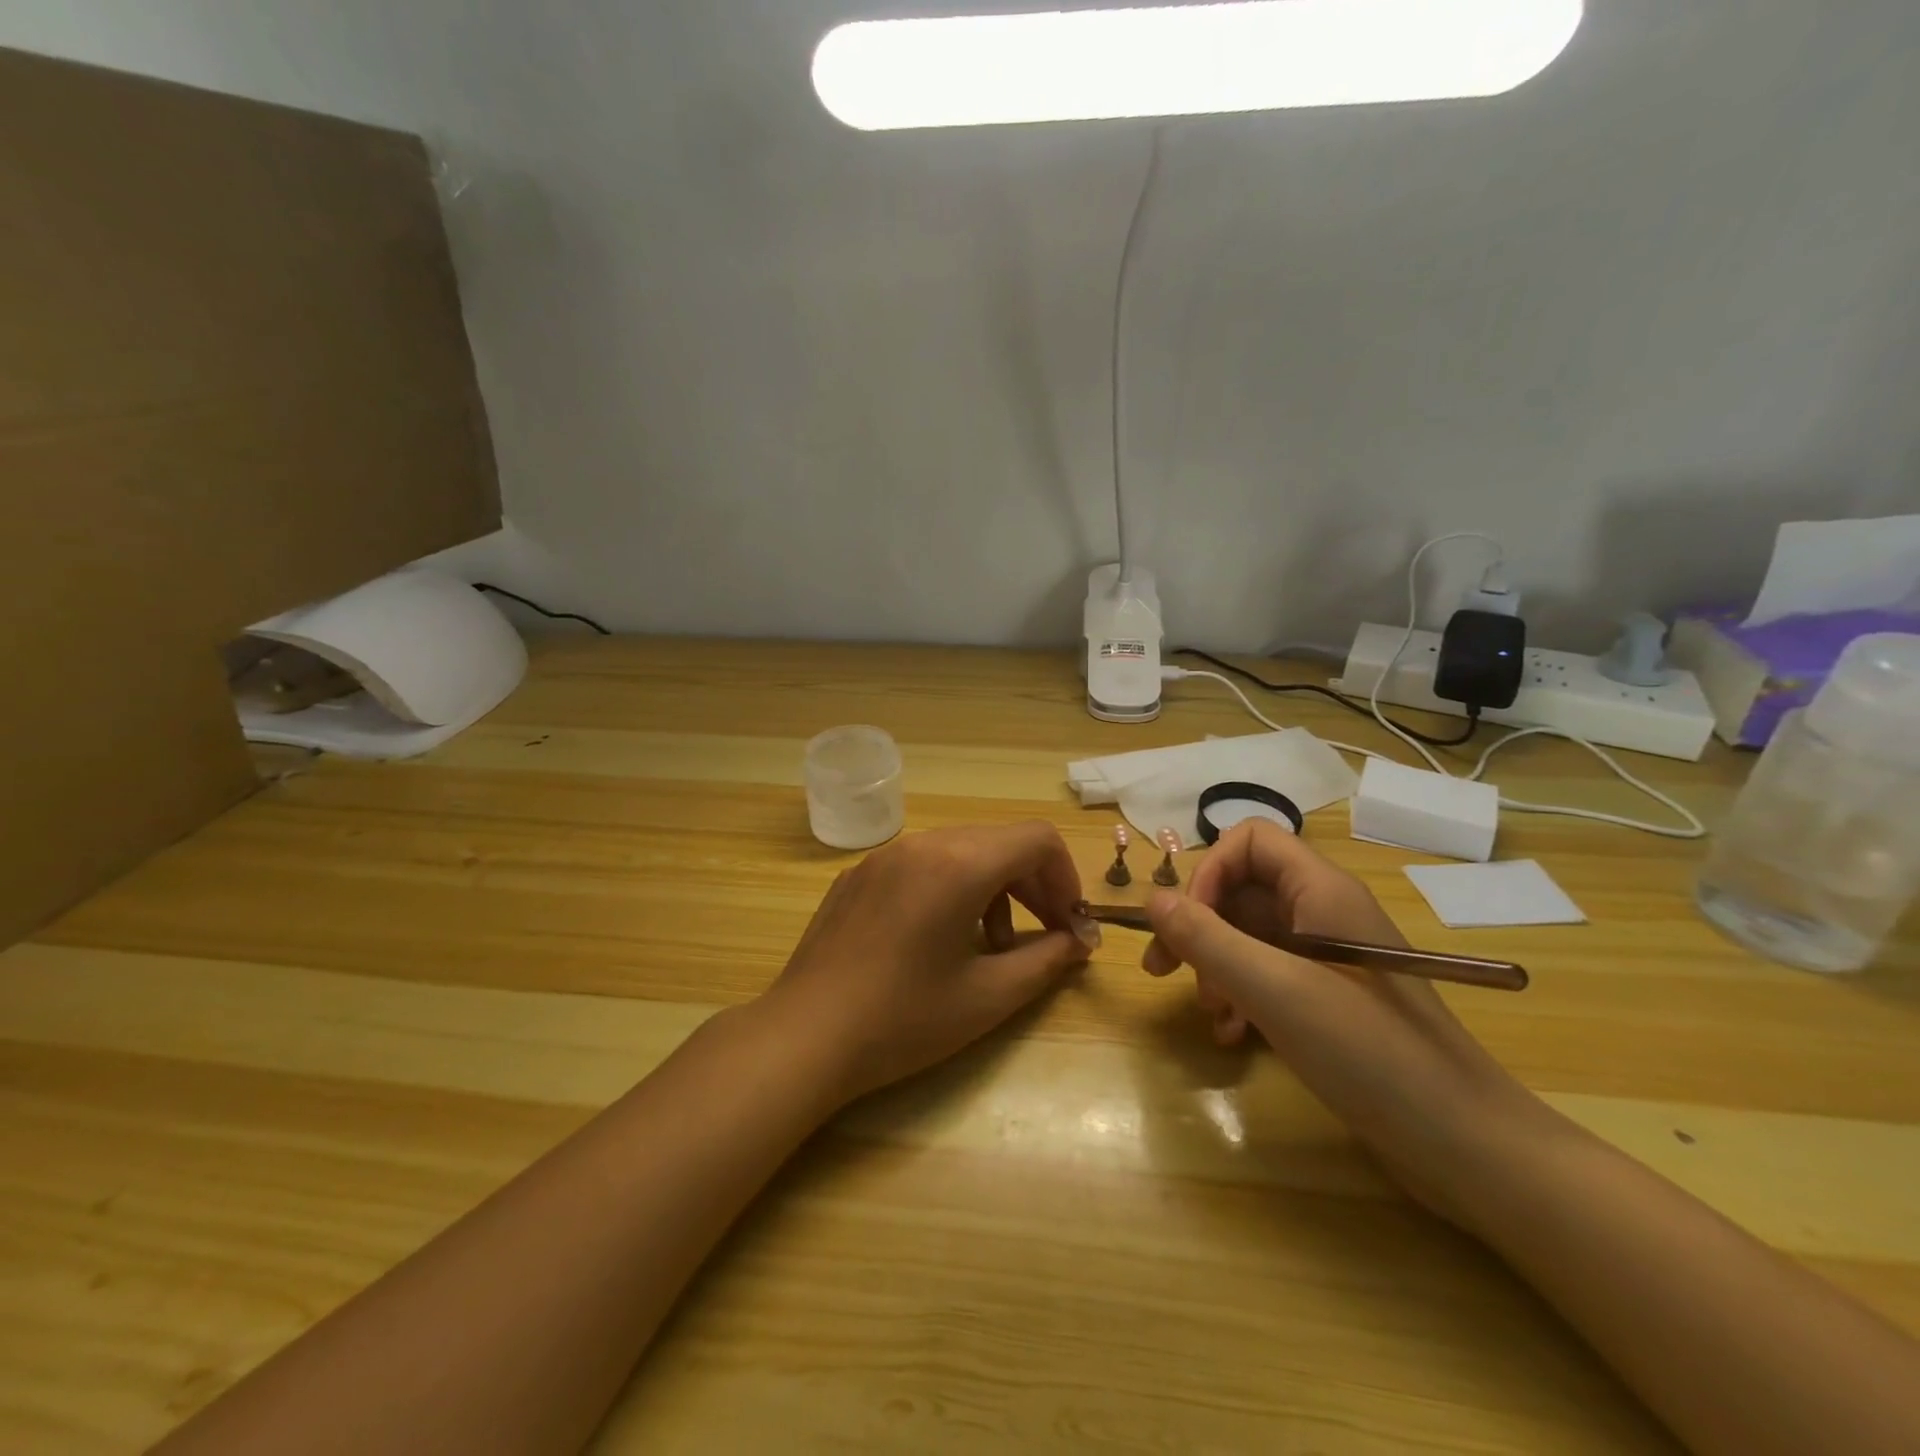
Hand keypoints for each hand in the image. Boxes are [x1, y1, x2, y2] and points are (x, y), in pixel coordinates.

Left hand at [762, 822, 1098, 1105]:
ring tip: (993, 946)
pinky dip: (951, 888)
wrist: (803, 1037)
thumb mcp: (988, 997)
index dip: (1066, 877)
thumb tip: (1078, 943)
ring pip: (961, 851)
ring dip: (993, 888)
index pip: (1036, 839)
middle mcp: (922, 844)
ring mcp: (884, 856)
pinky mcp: (858, 875)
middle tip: (1047, 936)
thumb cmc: (903, 1020)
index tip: (1070, 924)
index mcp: (957, 864)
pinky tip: (940, 940)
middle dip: (1034, 885)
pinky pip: (922, 864)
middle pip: (1000, 843)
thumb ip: (1045, 961)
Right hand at [1142, 820, 1551, 1224]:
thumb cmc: (1369, 1052)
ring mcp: (1327, 958)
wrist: (1464, 1144)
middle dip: (1199, 925)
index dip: (1209, 871)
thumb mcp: (1275, 990)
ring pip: (1249, 935)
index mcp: (1320, 890)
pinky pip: (1267, 975)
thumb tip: (1151, 898)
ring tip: (1208, 1011)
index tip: (1185, 923)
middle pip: (1242, 889)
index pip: (1250, 841)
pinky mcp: (1328, 998)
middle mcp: (1322, 912)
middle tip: (1163, 968)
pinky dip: (1239, 996)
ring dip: (1215, 966)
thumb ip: (1207, 939)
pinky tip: (1231, 1034)